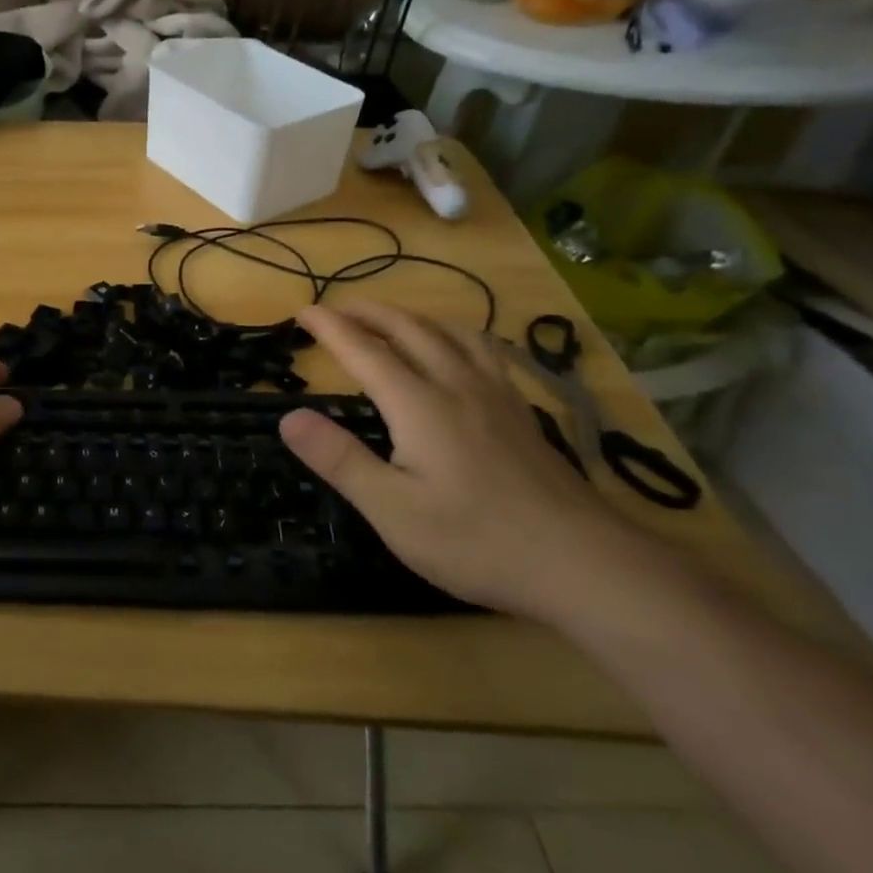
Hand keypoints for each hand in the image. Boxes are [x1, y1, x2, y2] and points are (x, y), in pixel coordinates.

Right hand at [277, 302, 632, 619]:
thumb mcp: (391, 509)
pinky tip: (462, 351)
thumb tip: (289, 417)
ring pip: (452, 333)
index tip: (304, 311)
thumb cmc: (475, 540)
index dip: (331, 328)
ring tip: (393, 319)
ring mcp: (497, 396)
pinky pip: (485, 351)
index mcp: (419, 405)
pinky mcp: (522, 413)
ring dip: (413, 317)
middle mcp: (457, 386)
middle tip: (340, 309)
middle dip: (370, 313)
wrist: (583, 563)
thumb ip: (339, 459)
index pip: (365, 352)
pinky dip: (458, 334)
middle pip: (410, 330)